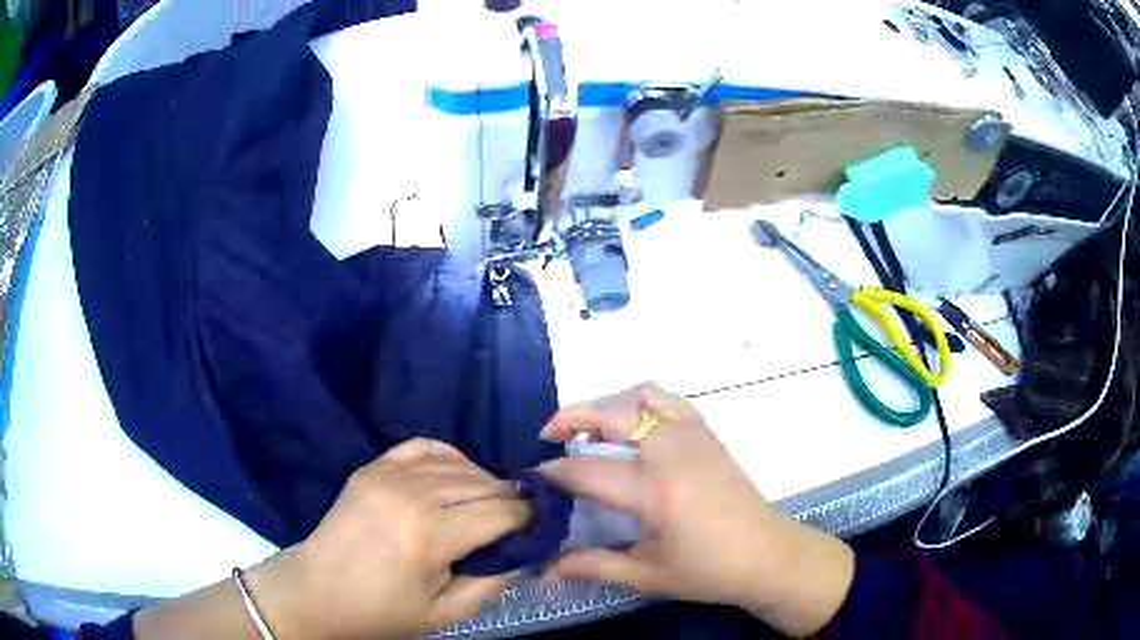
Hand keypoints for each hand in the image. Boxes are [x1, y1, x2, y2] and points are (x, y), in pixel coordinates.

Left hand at [246, 438, 529, 638]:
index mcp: (429, 537)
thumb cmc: (380, 611)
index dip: (528, 518)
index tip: (541, 526)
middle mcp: (411, 495)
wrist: (316, 591)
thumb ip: (492, 582)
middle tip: (519, 519)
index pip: (500, 513)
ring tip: (489, 501)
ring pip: (457, 462)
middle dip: (510, 499)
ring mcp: (387, 474)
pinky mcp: (372, 467)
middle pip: (482, 482)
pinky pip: (422, 446)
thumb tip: (524, 554)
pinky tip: (455, 475)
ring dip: (483, 479)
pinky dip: (448, 456)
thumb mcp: (445, 613)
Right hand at [537, 383, 854, 636]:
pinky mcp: (708, 433)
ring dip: (608, 403)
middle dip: (570, 416)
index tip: (530, 479)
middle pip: (610, 412)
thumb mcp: (646, 575)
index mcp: (653, 491)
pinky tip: (634, 425)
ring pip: (641, 394)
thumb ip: (592, 565)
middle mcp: (671, 452)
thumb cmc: (707, 571)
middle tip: (549, 435)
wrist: (767, 555)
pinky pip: (669, 399)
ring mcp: (693, 436)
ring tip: (591, 428)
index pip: (585, 470)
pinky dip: (641, 400)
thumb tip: (543, 567)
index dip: (551, 473)